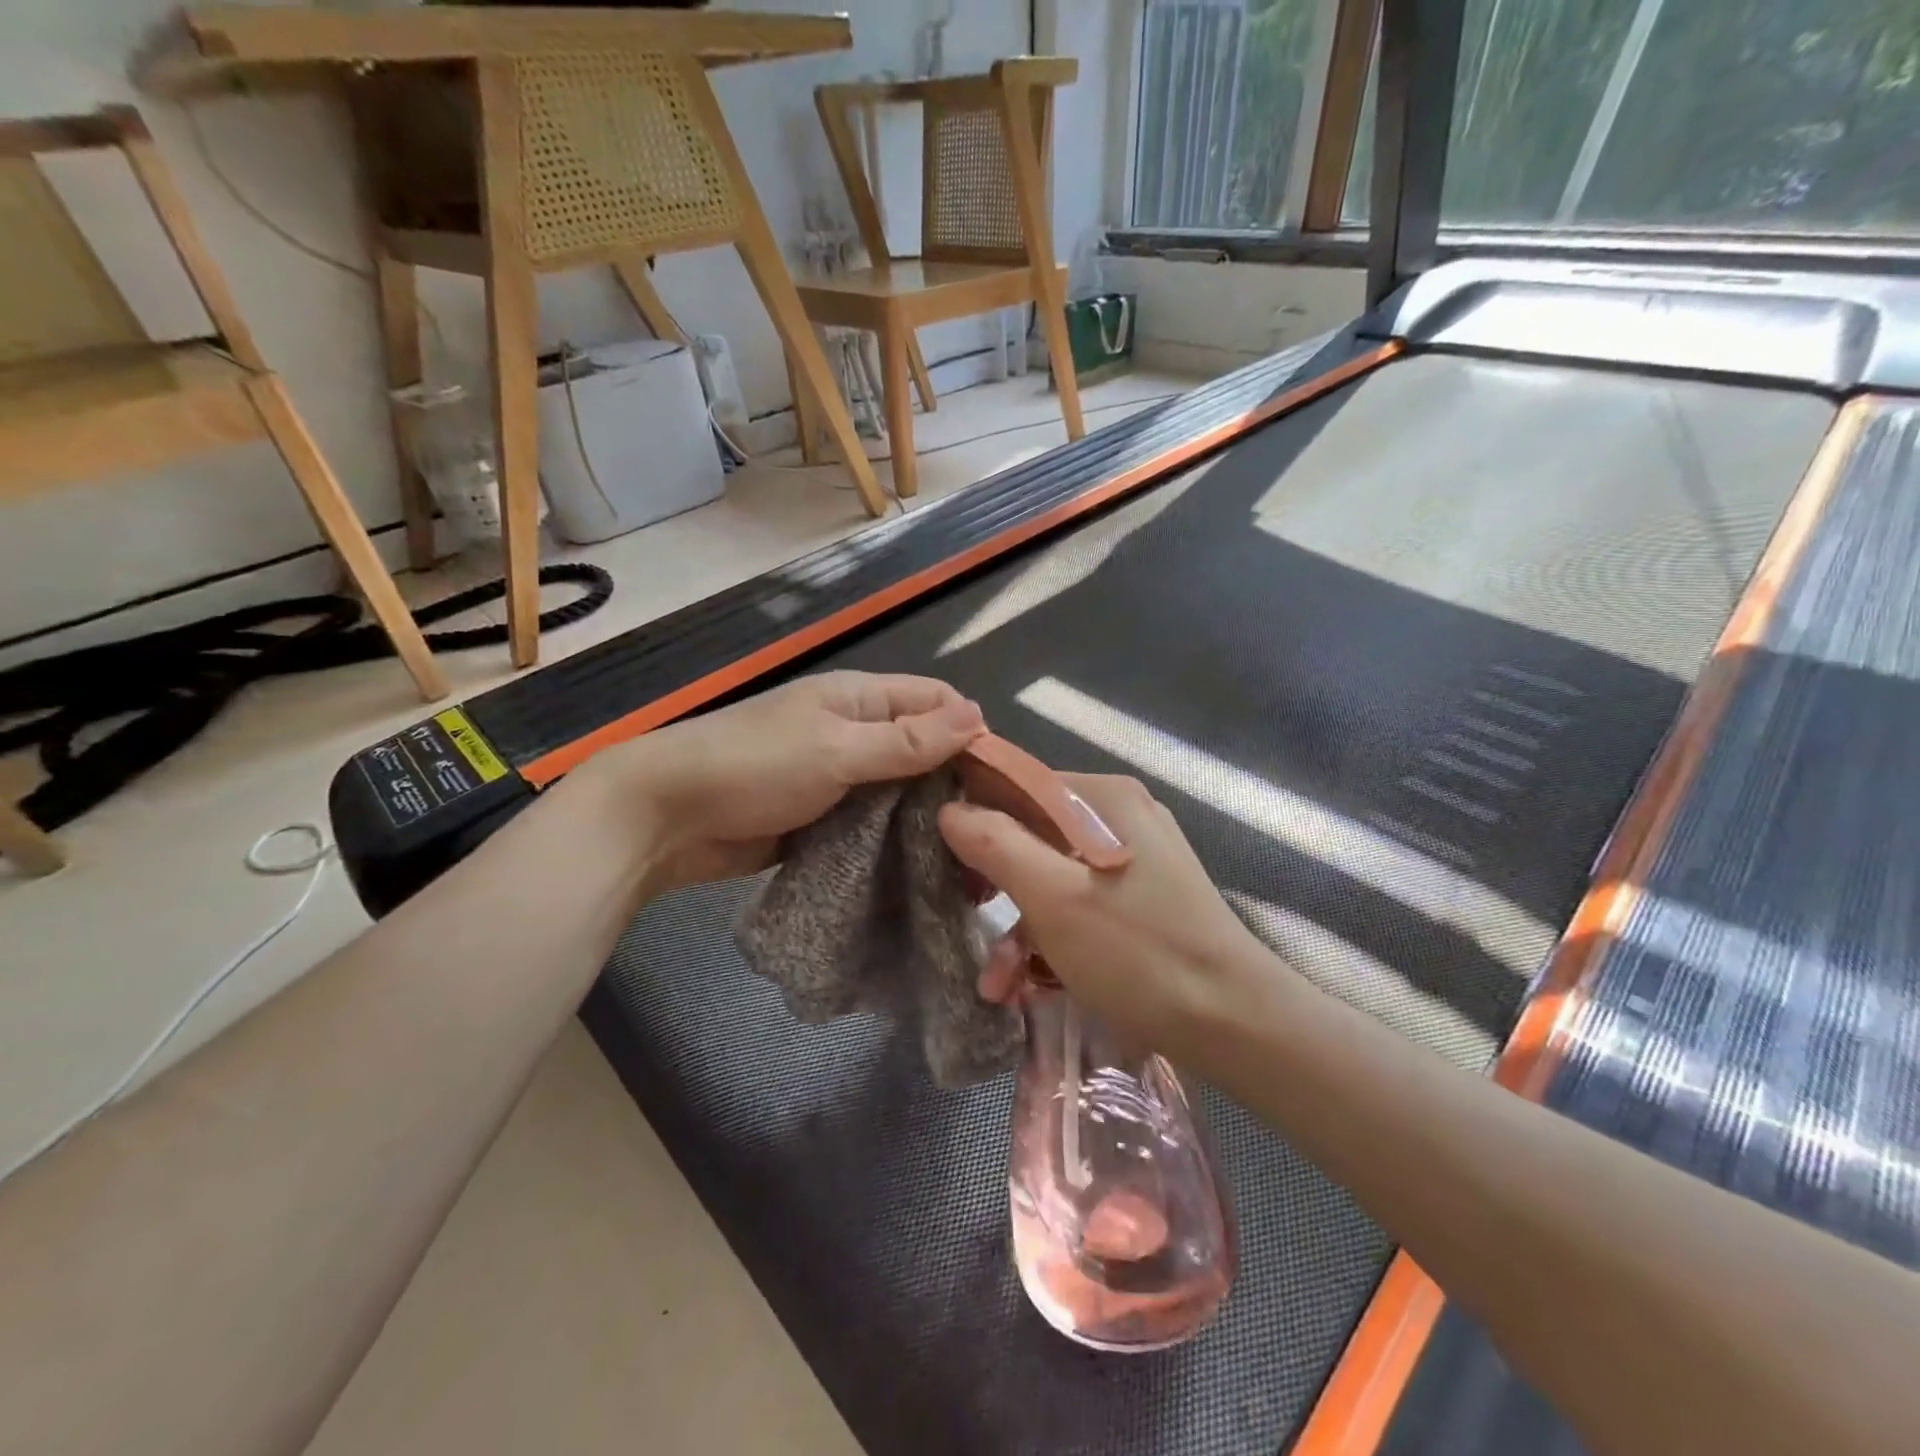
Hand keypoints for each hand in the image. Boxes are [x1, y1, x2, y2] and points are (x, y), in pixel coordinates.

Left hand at [607, 671, 984, 890]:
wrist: (666, 818)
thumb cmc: (753, 767)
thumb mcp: (836, 749)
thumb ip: (906, 740)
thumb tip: (979, 717)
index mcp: (859, 700)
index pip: (935, 702)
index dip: (970, 733)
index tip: (1000, 783)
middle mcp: (856, 734)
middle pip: (922, 750)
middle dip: (954, 784)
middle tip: (991, 834)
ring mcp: (839, 779)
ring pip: (900, 793)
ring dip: (928, 819)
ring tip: (969, 862)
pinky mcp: (825, 820)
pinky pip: (873, 826)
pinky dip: (896, 843)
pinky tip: (925, 871)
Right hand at [939, 774, 1274, 1053]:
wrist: (1236, 1025)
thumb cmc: (1138, 953)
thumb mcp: (1053, 898)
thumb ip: (995, 844)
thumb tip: (950, 810)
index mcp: (1104, 797)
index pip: (1019, 785)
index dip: (974, 816)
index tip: (940, 859)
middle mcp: (1120, 816)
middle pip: (1033, 834)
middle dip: (994, 884)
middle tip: (963, 917)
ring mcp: (1134, 859)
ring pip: (1053, 876)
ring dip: (1020, 926)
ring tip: (997, 983)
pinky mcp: (1142, 899)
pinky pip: (1079, 903)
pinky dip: (1052, 937)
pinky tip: (1028, 984)